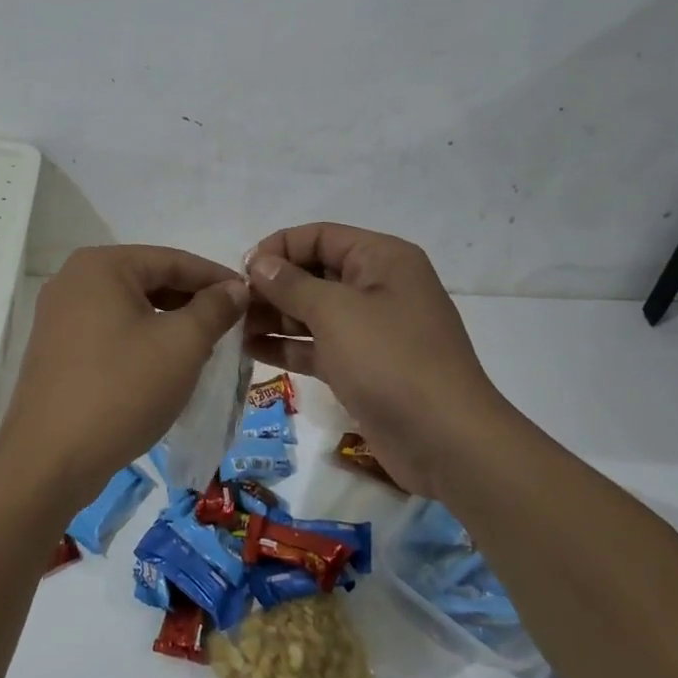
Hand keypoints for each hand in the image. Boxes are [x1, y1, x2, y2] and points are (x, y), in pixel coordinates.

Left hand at [0, 246, 248, 499]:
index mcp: (101, 265)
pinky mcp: (56, 349)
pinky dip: (142, 341)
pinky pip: (110, 332)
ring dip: (169, 324)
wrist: (50, 460)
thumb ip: (214, 308)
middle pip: (149, 281)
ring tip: (206, 348)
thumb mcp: (182, 345)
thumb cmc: (122, 390)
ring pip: (130, 308)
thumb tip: (235, 288)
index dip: (217, 278)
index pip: (173, 260)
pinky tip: (165, 366)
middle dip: (192, 303)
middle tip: (232, 327)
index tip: (252, 298)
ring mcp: (59, 315)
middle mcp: (74, 280)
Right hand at [243, 223, 509, 493]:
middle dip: (273, 285)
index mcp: (382, 259)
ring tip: (232, 328)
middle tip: (232, 304)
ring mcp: (371, 330)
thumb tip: (259, 263)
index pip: (320, 236)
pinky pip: (317, 345)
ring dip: (274, 317)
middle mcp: (378, 287)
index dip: (279, 248)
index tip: (241, 271)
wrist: (445, 441)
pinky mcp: (362, 367)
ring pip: (313, 312)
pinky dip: (288, 346)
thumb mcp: (335, 312)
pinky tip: (251, 350)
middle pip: (315, 273)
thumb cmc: (390, 360)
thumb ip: (291, 284)